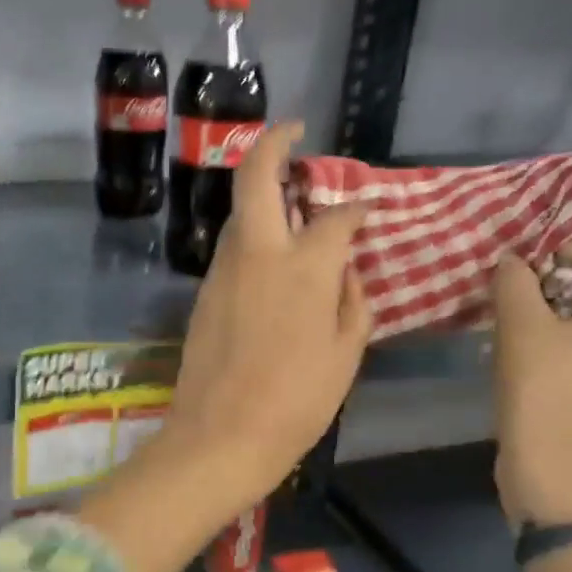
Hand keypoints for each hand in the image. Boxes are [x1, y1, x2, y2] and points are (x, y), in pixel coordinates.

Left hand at [161, 121, 372, 509]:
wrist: (219, 437)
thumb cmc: (295, 402)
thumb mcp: (345, 354)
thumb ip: (352, 301)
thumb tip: (346, 270)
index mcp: (303, 267)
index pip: (335, 217)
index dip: (355, 209)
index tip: (366, 212)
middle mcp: (258, 253)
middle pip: (257, 177)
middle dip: (275, 143)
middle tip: (295, 134)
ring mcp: (224, 270)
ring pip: (241, 212)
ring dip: (263, 193)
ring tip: (292, 200)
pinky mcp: (205, 291)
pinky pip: (233, 248)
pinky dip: (253, 234)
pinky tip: (272, 255)